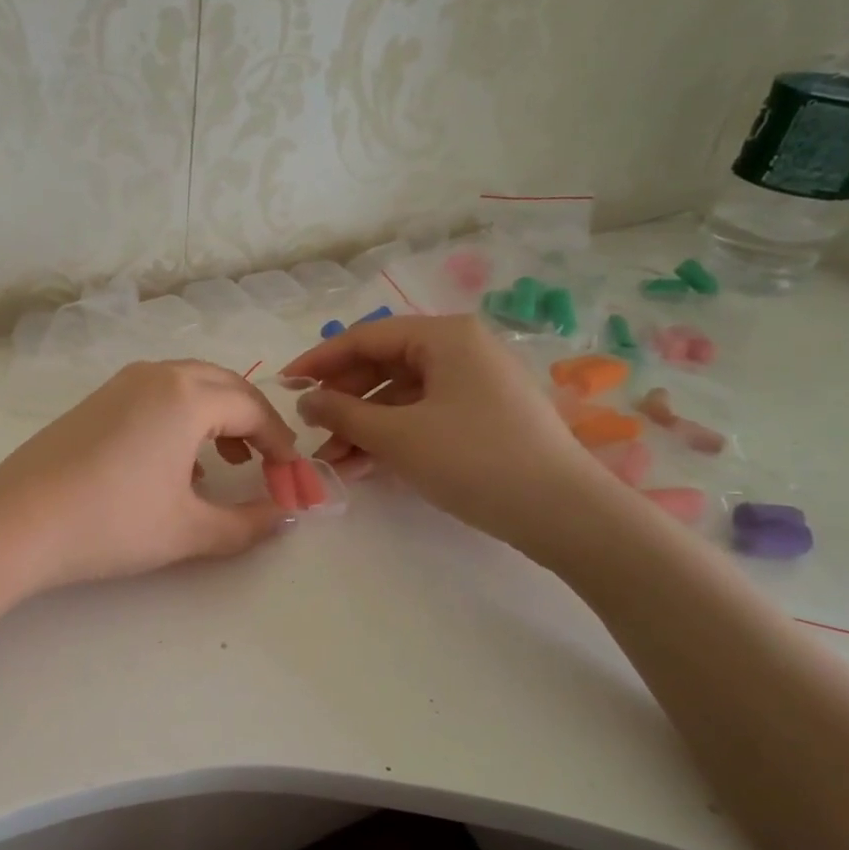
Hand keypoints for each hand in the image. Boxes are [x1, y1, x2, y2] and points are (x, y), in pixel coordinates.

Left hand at [0, 360, 300, 592]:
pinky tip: (174, 463)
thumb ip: (248, 523)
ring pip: (188, 385)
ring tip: (225, 462)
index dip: (281, 445)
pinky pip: (157, 395)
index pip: (253, 409)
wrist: (17, 521)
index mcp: (187, 395)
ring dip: (217, 416)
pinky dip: (181, 417)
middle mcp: (157, 375)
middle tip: (265, 464)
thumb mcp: (189, 529)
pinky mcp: (96, 399)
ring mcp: (121, 383)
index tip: (292, 479)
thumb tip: (286, 516)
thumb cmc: (112, 523)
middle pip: (224, 386)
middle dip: (253, 422)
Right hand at [283, 315, 603, 548]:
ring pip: (401, 395)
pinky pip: (423, 415)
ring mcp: (475, 383)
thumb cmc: (473, 459)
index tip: (285, 386)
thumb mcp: (397, 435)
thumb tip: (306, 400)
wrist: (563, 513)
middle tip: (310, 430)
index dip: (320, 360)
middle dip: (342, 400)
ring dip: (363, 424)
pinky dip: (392, 436)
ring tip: (332, 460)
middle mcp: (461, 349)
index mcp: (444, 336)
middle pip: (383, 365)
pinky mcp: (483, 416)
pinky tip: (365, 465)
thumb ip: (342, 411)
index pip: (366, 337)